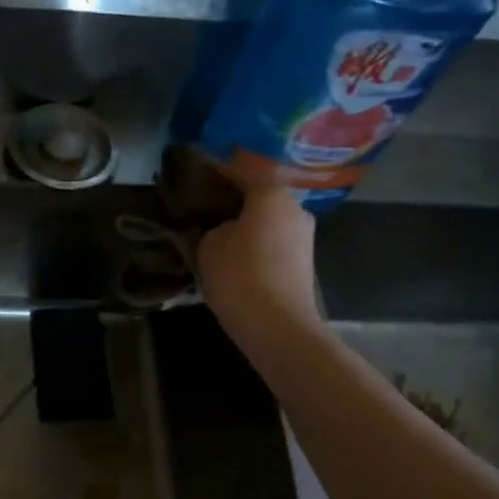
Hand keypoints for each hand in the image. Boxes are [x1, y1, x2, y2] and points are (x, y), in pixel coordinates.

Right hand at [196, 185, 324, 344]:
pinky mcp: (303, 262)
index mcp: (271, 194)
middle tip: (204, 211)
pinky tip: (234, 257)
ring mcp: (304, 236)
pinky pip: (273, 243)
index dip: (216, 174)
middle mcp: (294, 208)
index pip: (241, 171)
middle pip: (259, 196)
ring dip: (245, 225)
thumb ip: (214, 226)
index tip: (195, 180)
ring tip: (215, 236)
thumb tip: (223, 228)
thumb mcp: (209, 244)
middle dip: (233, 202)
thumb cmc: (239, 275)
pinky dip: (255, 245)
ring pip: (267, 221)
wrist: (278, 326)